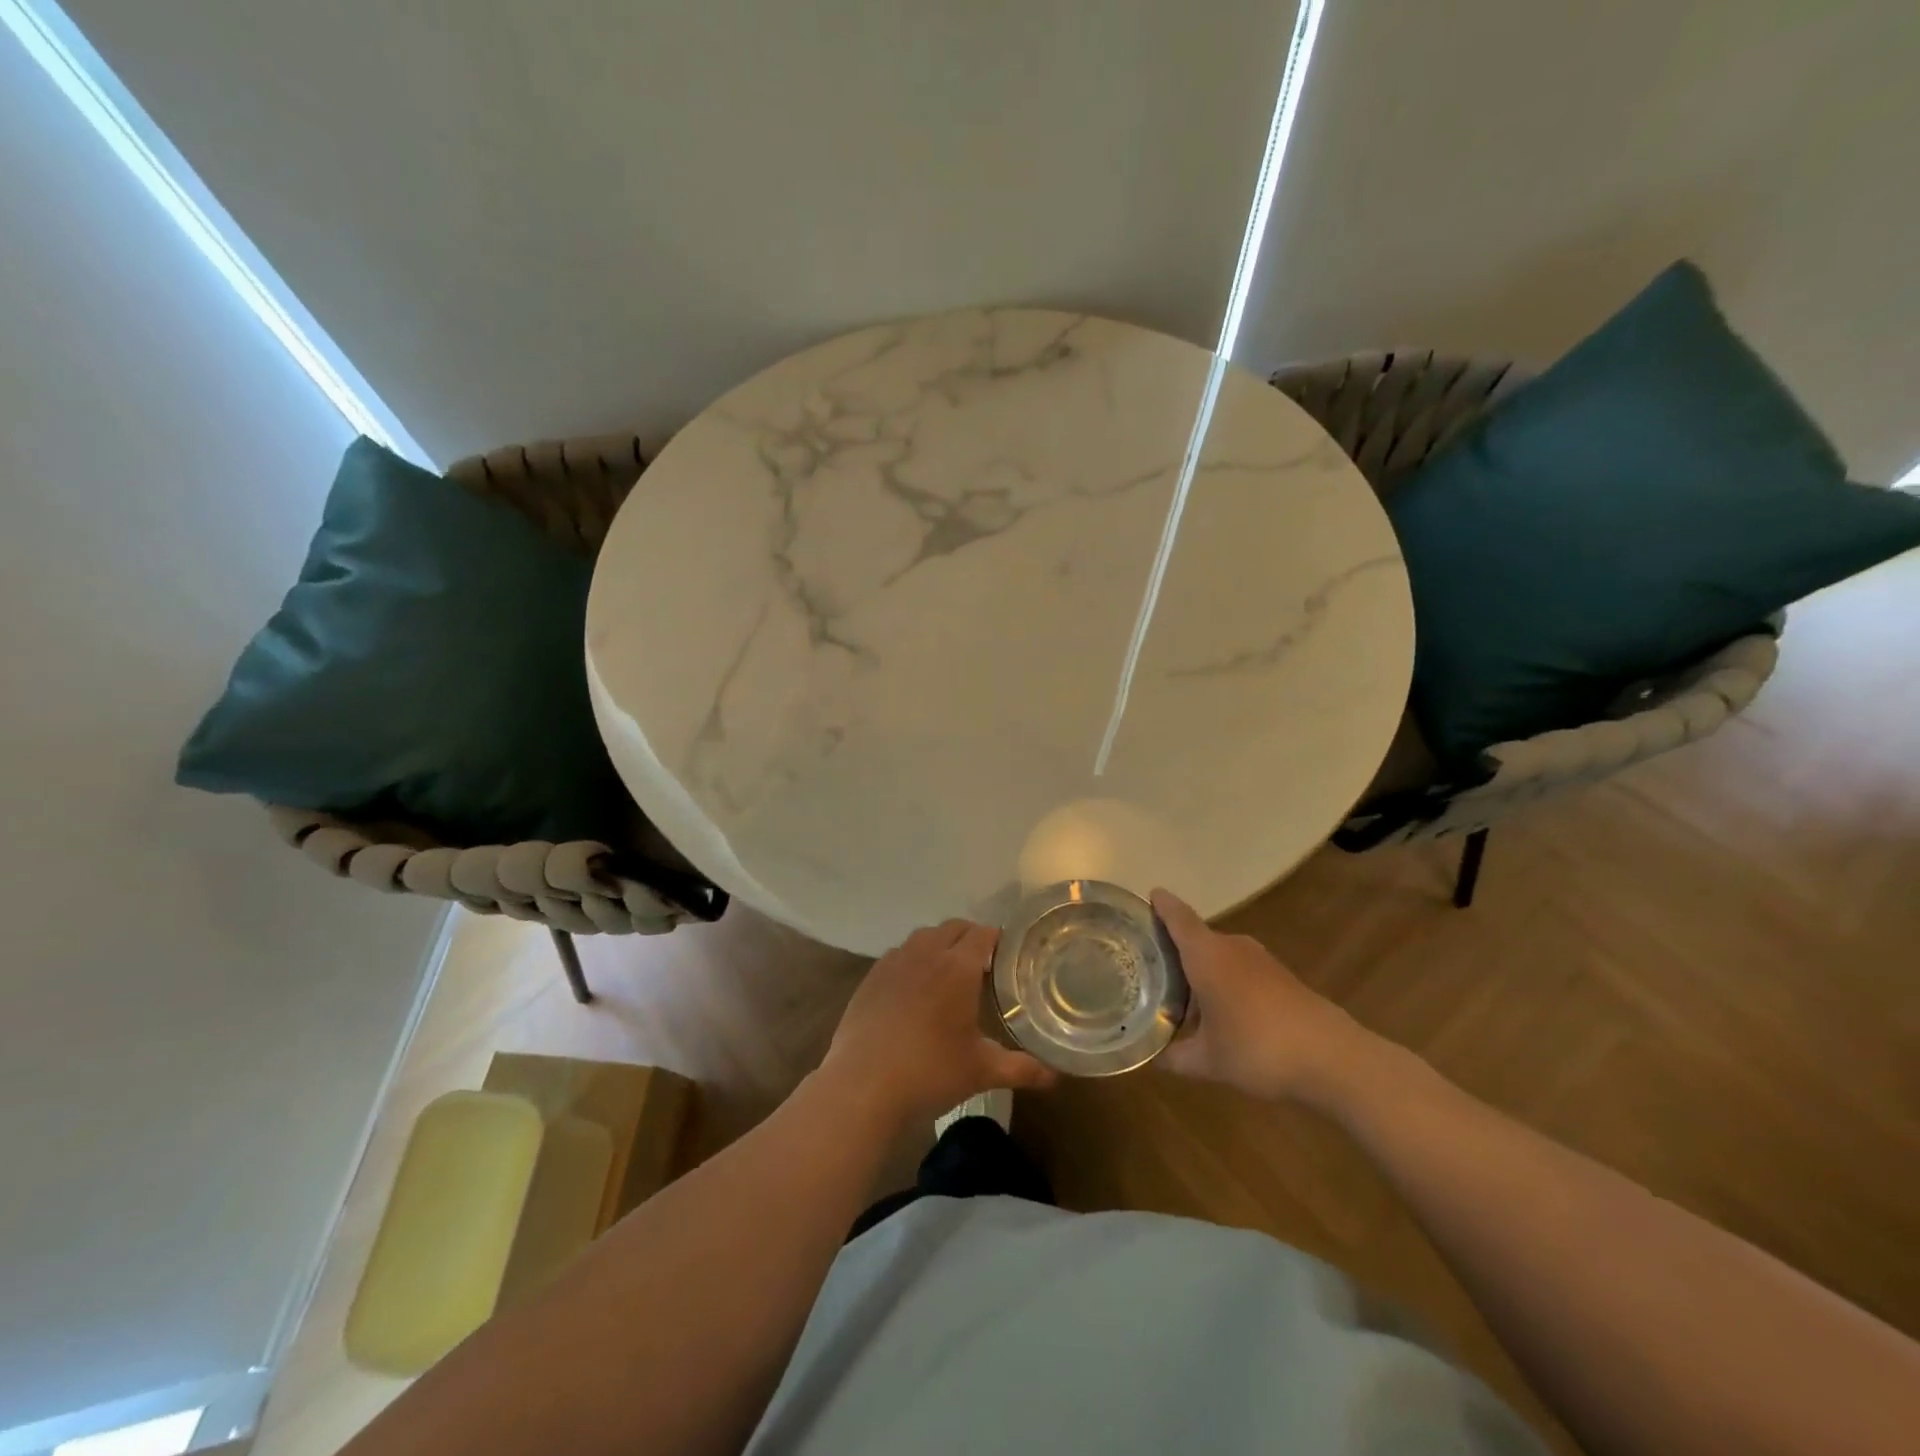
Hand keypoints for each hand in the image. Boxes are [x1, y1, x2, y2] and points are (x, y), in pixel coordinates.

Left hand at [820, 919, 1055, 1133]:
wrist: (863, 1084)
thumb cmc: (930, 1072)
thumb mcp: (981, 1071)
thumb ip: (1022, 1068)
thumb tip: (1056, 1077)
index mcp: (958, 967)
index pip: (983, 934)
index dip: (997, 939)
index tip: (1008, 956)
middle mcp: (926, 953)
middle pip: (953, 928)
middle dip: (970, 938)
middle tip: (983, 965)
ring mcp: (894, 962)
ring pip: (923, 937)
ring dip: (940, 945)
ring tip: (948, 974)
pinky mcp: (871, 977)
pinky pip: (898, 954)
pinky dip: (912, 960)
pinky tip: (914, 990)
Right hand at [1152, 889, 1378, 1102]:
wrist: (1333, 1058)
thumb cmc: (1258, 1048)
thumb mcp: (1208, 1061)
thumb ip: (1175, 1056)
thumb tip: (1153, 1057)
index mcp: (1206, 954)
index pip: (1177, 916)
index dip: (1160, 905)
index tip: (1146, 897)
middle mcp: (1231, 947)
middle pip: (1196, 936)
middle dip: (1174, 948)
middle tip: (1148, 964)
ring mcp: (1260, 960)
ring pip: (1218, 955)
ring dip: (1200, 969)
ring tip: (1179, 993)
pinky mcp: (1281, 977)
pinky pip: (1239, 969)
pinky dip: (1224, 981)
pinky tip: (1219, 1011)